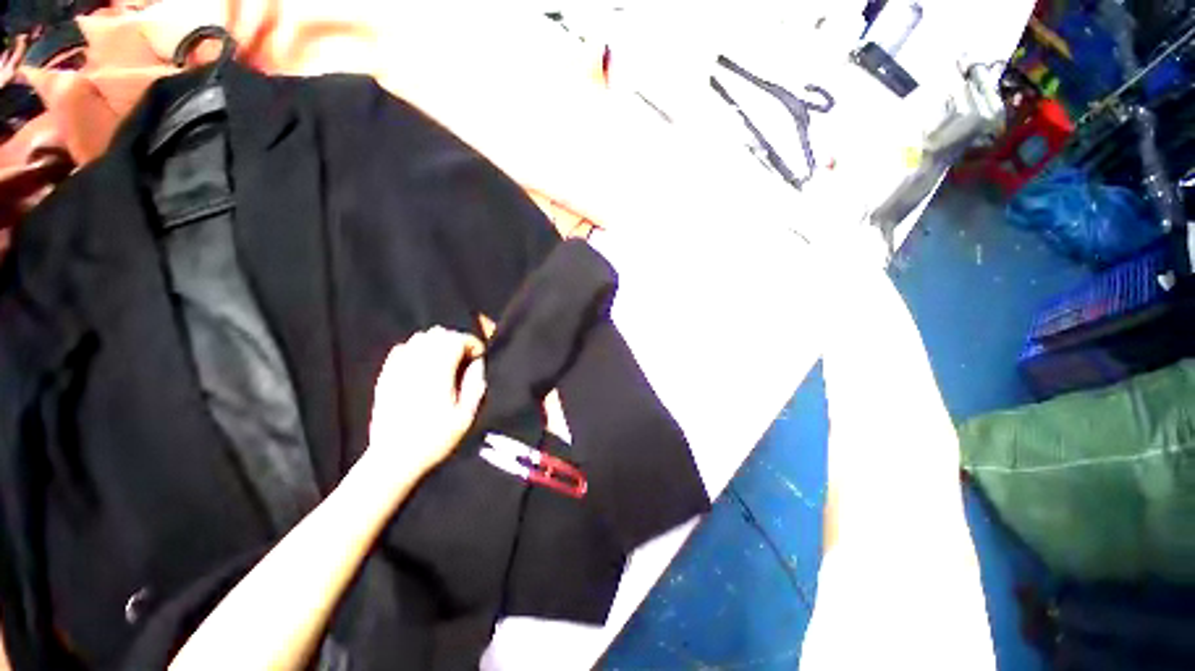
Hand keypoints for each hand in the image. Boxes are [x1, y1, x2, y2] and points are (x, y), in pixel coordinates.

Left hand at [367, 327, 486, 477]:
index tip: (478, 355)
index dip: (472, 342)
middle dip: (456, 340)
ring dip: (437, 343)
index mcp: (438, 373)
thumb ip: (474, 385)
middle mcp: (416, 365)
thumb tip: (478, 364)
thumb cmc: (434, 439)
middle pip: (438, 334)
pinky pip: (401, 349)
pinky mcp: (385, 376)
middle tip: (465, 358)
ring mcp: (397, 369)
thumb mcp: (465, 416)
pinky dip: (416, 349)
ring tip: (445, 360)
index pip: (456, 339)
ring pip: (419, 338)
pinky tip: (422, 365)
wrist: (393, 458)